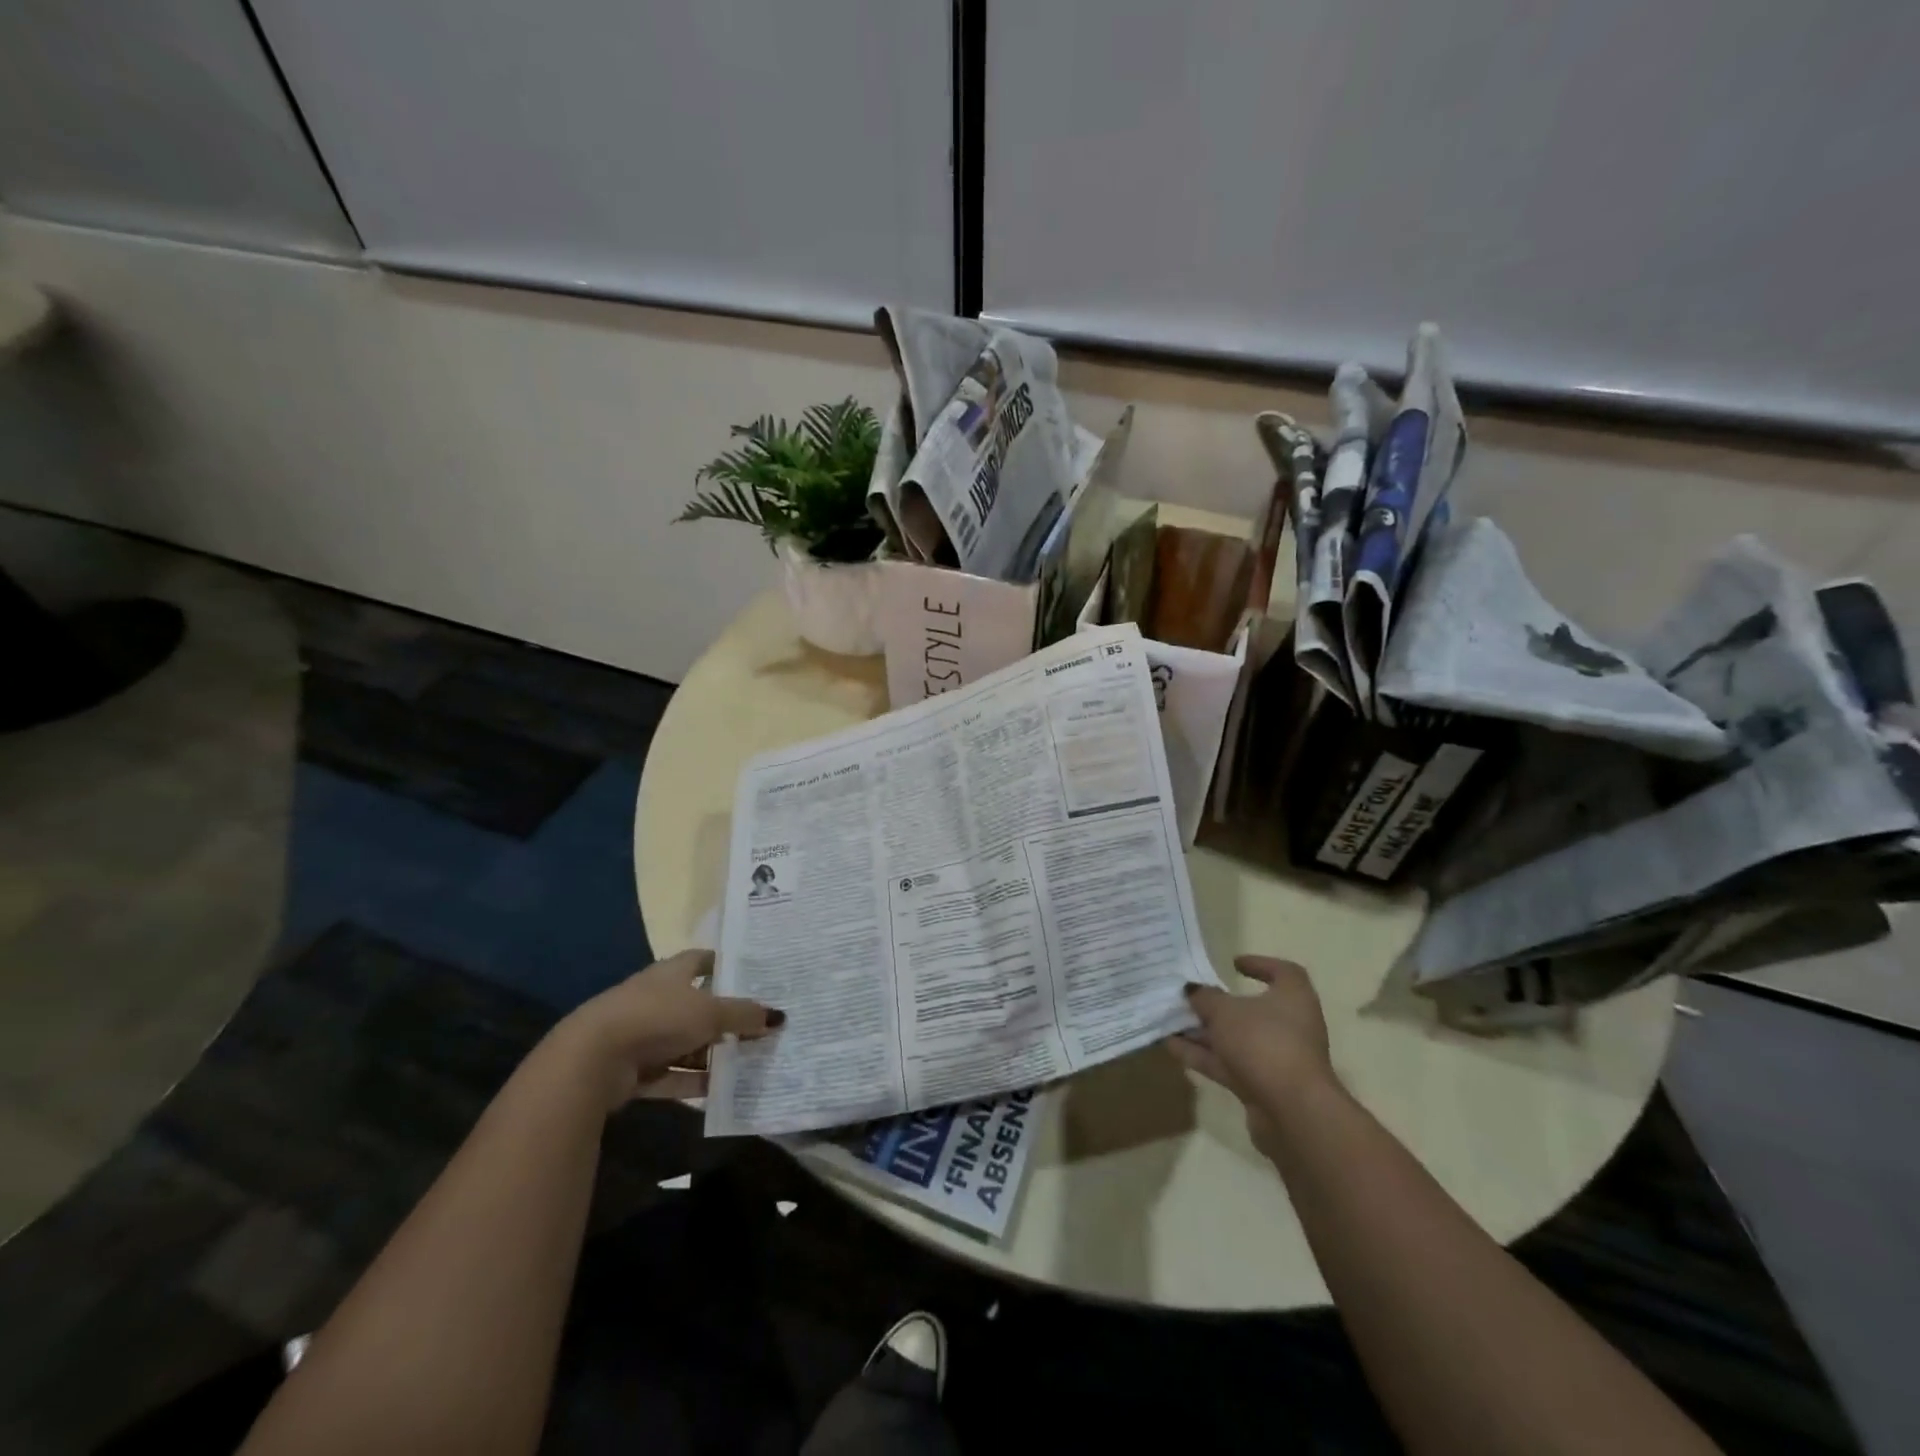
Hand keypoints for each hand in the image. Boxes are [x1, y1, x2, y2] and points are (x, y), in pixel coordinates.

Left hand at [548, 949, 783, 1109]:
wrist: (592, 1060)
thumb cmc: (656, 1018)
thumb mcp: (710, 1013)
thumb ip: (744, 1014)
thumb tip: (778, 1016)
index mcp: (671, 973)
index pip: (702, 960)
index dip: (726, 965)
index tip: (753, 975)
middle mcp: (656, 999)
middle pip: (697, 1005)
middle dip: (726, 1017)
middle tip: (760, 1026)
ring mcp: (643, 1035)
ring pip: (686, 1043)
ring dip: (712, 1054)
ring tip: (748, 1061)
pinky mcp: (633, 1071)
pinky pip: (672, 1075)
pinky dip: (693, 1082)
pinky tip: (721, 1091)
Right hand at [1168, 956, 1335, 1159]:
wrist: (1291, 1110)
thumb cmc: (1263, 1042)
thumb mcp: (1225, 1011)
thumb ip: (1205, 997)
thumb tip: (1193, 990)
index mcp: (1293, 997)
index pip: (1283, 972)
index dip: (1259, 964)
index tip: (1232, 964)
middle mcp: (1290, 1025)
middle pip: (1251, 1009)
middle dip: (1218, 1005)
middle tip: (1189, 997)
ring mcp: (1277, 1057)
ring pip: (1236, 1039)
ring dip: (1205, 1032)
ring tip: (1170, 1022)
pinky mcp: (1264, 1085)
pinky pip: (1229, 1064)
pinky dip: (1204, 1055)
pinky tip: (1172, 1047)